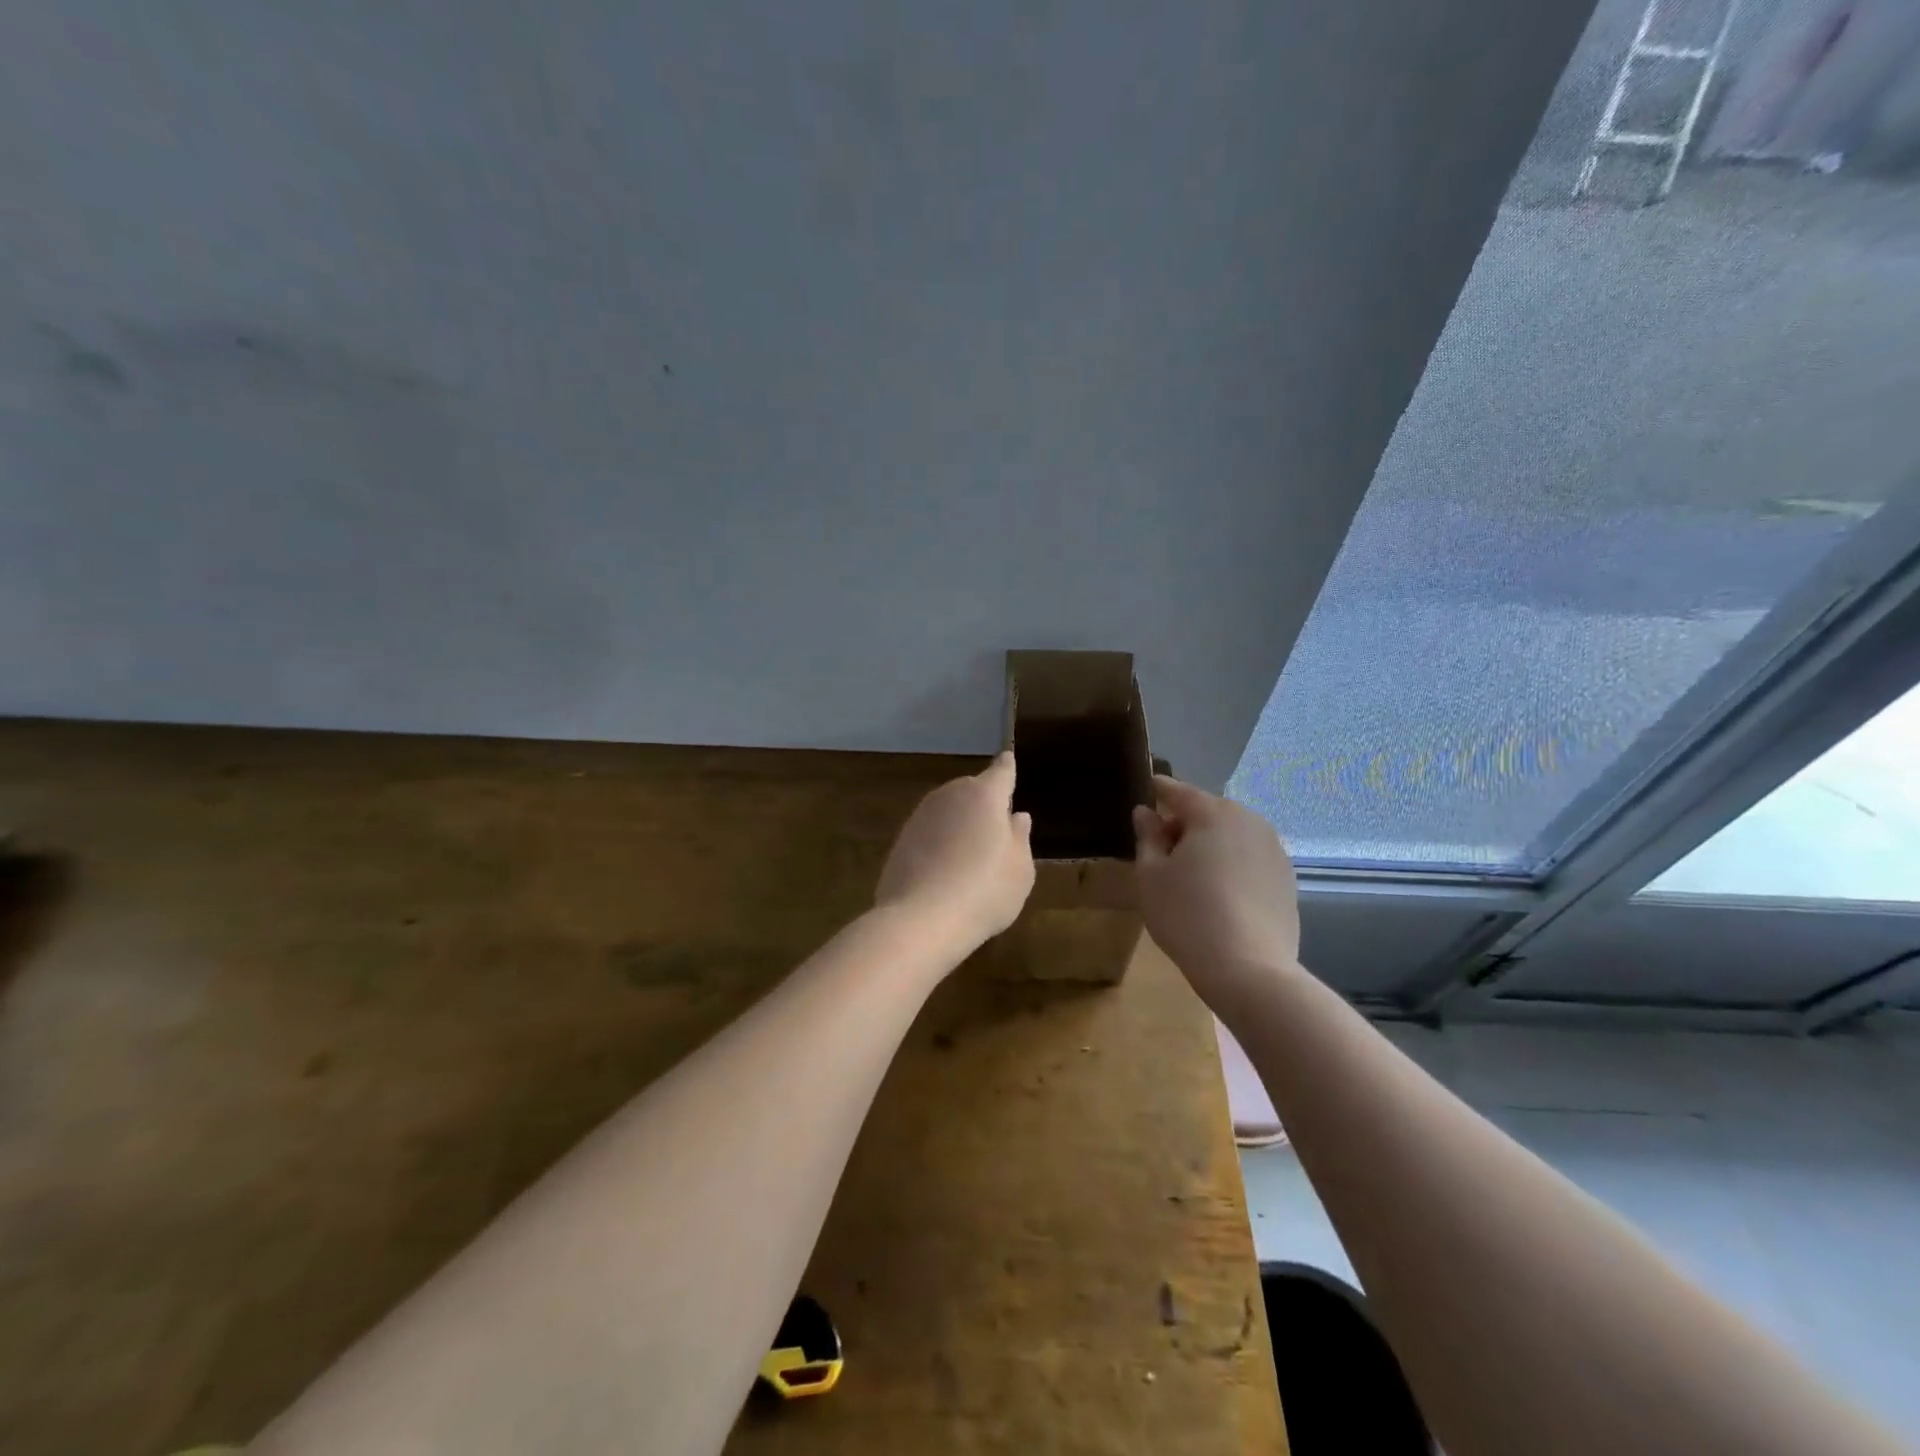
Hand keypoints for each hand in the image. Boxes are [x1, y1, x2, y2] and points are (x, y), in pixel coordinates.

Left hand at [876, 751, 1035, 956]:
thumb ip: (1020, 838)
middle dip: (983, 803)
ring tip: (970, 857)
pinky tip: (945, 872)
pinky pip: (929, 833)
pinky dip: (939, 844)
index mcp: (985, 795)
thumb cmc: (985, 891)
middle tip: (994, 832)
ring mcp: (921, 816)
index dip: (1007, 768)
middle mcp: (950, 795)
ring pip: (948, 811)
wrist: (921, 918)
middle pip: (971, 791)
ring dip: (958, 825)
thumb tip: (1016, 816)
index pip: (1001, 772)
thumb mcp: (1020, 869)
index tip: (1008, 759)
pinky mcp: (901, 839)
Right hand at [1133, 775, 1300, 1010]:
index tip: (1145, 790)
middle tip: (1161, 848)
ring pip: (1232, 835)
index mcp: (1213, 813)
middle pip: (1209, 812)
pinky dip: (1232, 865)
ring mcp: (1274, 850)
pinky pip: (1250, 859)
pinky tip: (1219, 895)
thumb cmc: (1187, 915)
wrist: (1248, 969)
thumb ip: (1148, 837)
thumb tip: (1145, 813)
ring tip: (1190, 875)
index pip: (1178, 791)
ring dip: (1211, 844)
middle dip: (1185, 823)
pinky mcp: (1287, 879)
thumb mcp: (1151, 875)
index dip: (1158, 790)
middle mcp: (1249, 821)